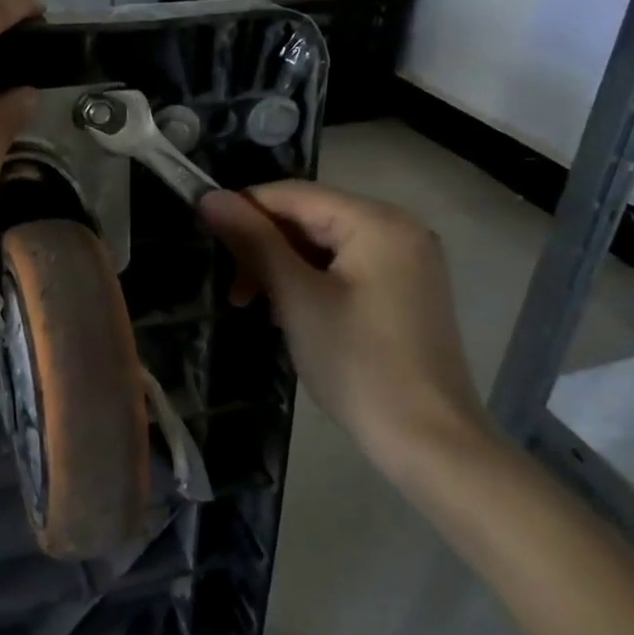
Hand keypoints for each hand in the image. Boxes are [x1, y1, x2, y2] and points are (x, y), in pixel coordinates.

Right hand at [200, 183, 489, 472]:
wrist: (427, 439)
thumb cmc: (357, 362)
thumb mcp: (296, 297)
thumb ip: (253, 241)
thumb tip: (210, 197)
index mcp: (377, 221)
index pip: (293, 194)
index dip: (244, 210)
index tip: (206, 239)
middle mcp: (399, 229)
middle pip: (311, 218)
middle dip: (263, 246)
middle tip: (235, 290)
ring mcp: (408, 261)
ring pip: (324, 246)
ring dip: (282, 268)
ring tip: (254, 306)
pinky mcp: (406, 291)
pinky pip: (345, 268)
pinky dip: (310, 282)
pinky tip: (288, 313)